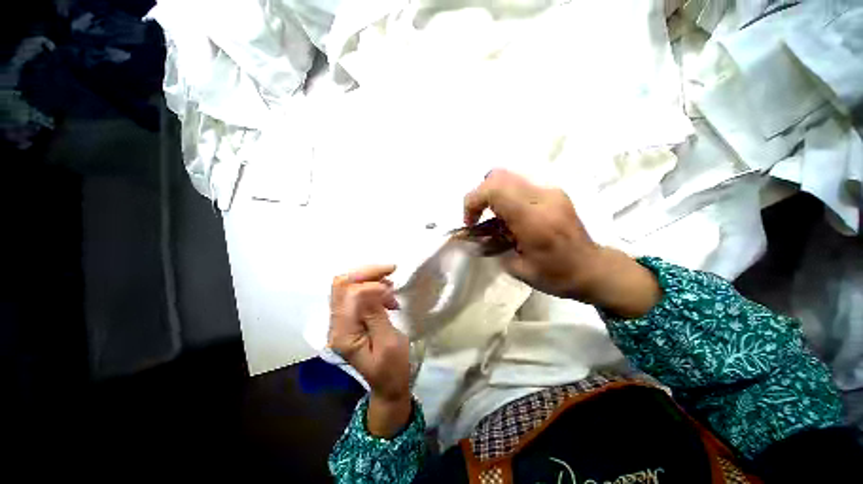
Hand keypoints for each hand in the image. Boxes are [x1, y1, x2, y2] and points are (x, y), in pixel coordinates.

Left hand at [329, 265, 411, 436]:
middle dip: (366, 273)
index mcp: (344, 334)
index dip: (370, 285)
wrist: (388, 385)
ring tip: (390, 286)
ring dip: (369, 278)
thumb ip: (376, 314)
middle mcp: (337, 324)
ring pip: (347, 285)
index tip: (391, 289)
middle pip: (342, 284)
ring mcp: (342, 320)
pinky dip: (371, 286)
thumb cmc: (392, 368)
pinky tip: (386, 293)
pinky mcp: (351, 318)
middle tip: (390, 271)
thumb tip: (371, 287)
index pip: (349, 295)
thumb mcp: (388, 343)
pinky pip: (355, 293)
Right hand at [464, 169, 660, 316]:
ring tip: (494, 219)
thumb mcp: (519, 269)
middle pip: (499, 176)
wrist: (594, 269)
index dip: (473, 201)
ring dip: (493, 195)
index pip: (495, 190)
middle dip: (480, 195)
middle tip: (478, 217)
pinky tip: (511, 217)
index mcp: (534, 220)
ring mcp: (551, 192)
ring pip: (509, 177)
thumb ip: (493, 248)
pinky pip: (520, 185)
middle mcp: (543, 198)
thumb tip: (477, 238)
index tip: (470, 222)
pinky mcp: (554, 192)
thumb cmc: (558, 276)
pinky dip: (506, 197)